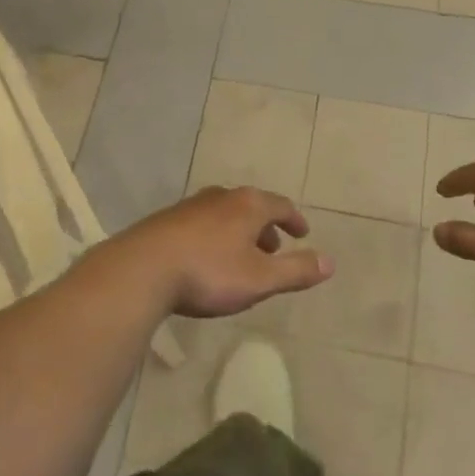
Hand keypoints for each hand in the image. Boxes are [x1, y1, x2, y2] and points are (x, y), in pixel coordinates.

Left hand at [109, 186, 333, 317]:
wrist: (144, 268)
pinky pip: (203, 223)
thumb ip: (295, 270)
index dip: (294, 220)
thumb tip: (330, 262)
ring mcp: (192, 205)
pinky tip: (208, 258)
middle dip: (266, 226)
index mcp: (248, 205)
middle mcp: (222, 196)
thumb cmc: (209, 272)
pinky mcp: (169, 220)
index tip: (303, 233)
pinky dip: (216, 235)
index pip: (280, 205)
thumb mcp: (260, 279)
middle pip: (252, 206)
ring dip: (240, 231)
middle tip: (274, 248)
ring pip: (226, 213)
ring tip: (242, 255)